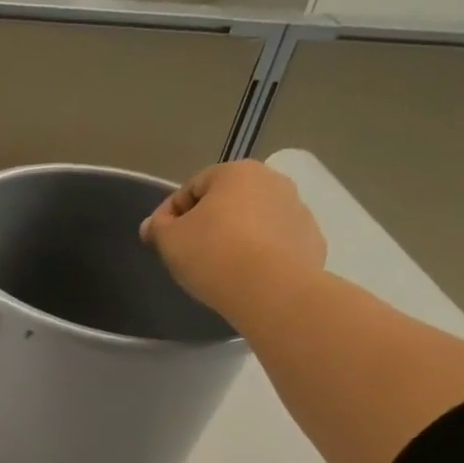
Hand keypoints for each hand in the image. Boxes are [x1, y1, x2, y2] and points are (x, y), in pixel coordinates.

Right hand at [140, 160, 327, 319]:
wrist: (270, 289)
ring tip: (220, 267)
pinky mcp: (311, 240)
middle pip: (228, 200)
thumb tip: (152, 225)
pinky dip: (260, 254)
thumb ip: (158, 228)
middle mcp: (272, 181)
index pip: (192, 187)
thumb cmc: (213, 254)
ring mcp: (297, 209)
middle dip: (207, 222)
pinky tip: (247, 276)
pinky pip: (276, 243)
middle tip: (189, 252)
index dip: (170, 213)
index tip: (160, 239)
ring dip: (235, 236)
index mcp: (235, 173)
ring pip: (254, 220)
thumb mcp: (169, 241)